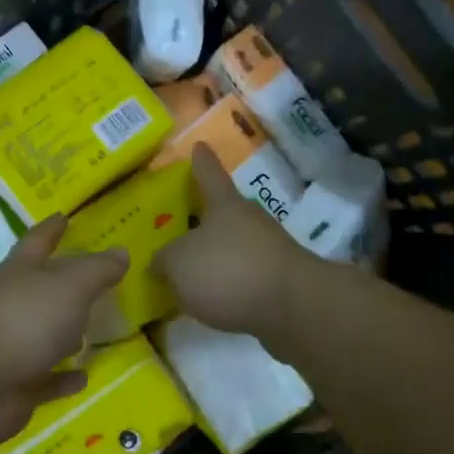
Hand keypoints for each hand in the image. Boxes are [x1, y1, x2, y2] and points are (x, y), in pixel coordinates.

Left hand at [0, 216, 127, 442]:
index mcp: (18, 273)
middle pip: (37, 289)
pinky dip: (62, 377)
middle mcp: (9, 305)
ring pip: (40, 334)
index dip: (51, 229)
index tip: (63, 216)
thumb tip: (121, 252)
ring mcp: (8, 347)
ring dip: (63, 333)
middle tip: (90, 280)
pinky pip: (44, 378)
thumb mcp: (71, 286)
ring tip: (92, 331)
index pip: (37, 242)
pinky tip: (83, 376)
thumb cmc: (24, 320)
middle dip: (59, 284)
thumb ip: (98, 270)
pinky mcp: (13, 386)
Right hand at [156, 145, 320, 338]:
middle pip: (223, 212)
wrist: (293, 308)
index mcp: (225, 205)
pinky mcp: (278, 281)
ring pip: (233, 246)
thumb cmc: (229, 271)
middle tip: (178, 224)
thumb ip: (163, 260)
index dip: (202, 161)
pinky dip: (227, 284)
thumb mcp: (179, 263)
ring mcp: (269, 250)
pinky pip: (243, 276)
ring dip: (214, 256)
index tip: (200, 145)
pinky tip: (209, 300)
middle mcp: (250, 220)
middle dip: (202, 218)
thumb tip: (161, 262)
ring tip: (188, 272)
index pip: (209, 174)